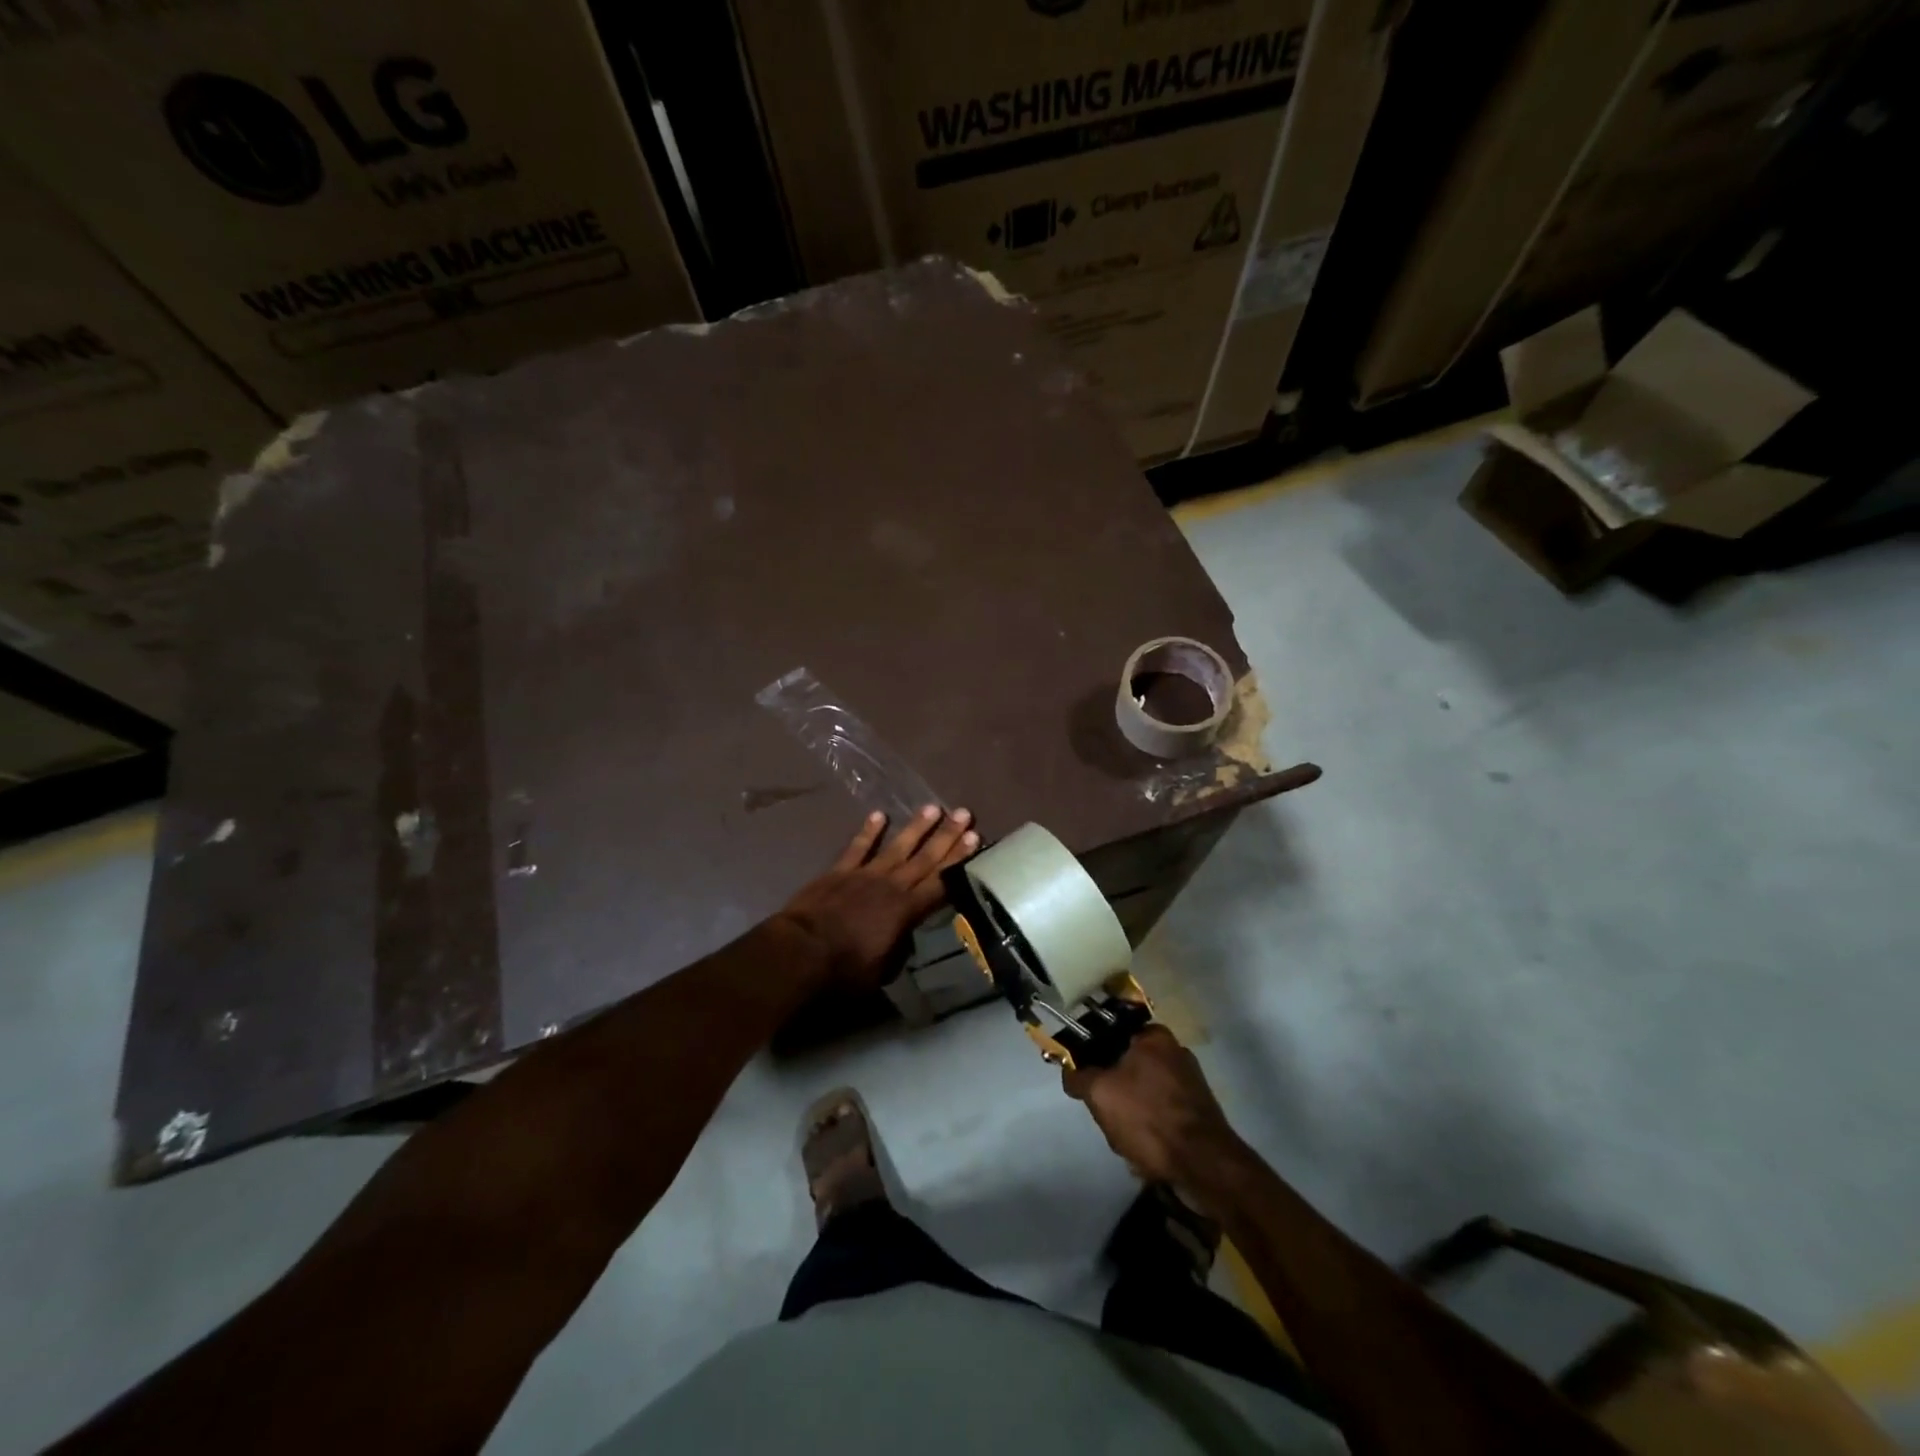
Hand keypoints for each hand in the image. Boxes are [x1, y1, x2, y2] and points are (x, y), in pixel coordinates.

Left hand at [776, 806, 976, 990]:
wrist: (803, 950)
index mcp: (907, 911)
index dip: (959, 861)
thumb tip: (906, 938)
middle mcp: (892, 886)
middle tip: (964, 814)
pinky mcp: (839, 871)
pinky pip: (858, 847)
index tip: (975, 839)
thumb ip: (898, 949)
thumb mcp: (882, 970)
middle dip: (947, 836)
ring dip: (916, 827)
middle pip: (925, 858)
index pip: (941, 882)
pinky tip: (879, 814)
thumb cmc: (845, 968)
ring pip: (897, 846)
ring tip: (934, 807)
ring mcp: (865, 874)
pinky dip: (869, 831)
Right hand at [1062, 1026, 1243, 1186]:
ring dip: (1131, 1113)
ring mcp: (1191, 1081)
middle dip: (1114, 1092)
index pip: (1110, 1035)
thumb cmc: (1148, 1117)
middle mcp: (1176, 1050)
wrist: (1204, 1165)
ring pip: (1143, 1092)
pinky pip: (1162, 1111)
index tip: (1086, 1081)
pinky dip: (1152, 1126)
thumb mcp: (1100, 1093)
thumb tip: (1070, 1072)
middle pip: (1127, 1066)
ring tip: (1128, 1138)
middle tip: (1107, 1114)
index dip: (1093, 1058)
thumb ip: (1079, 1077)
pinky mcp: (1199, 1110)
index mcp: (1153, 1036)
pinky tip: (1147, 1148)